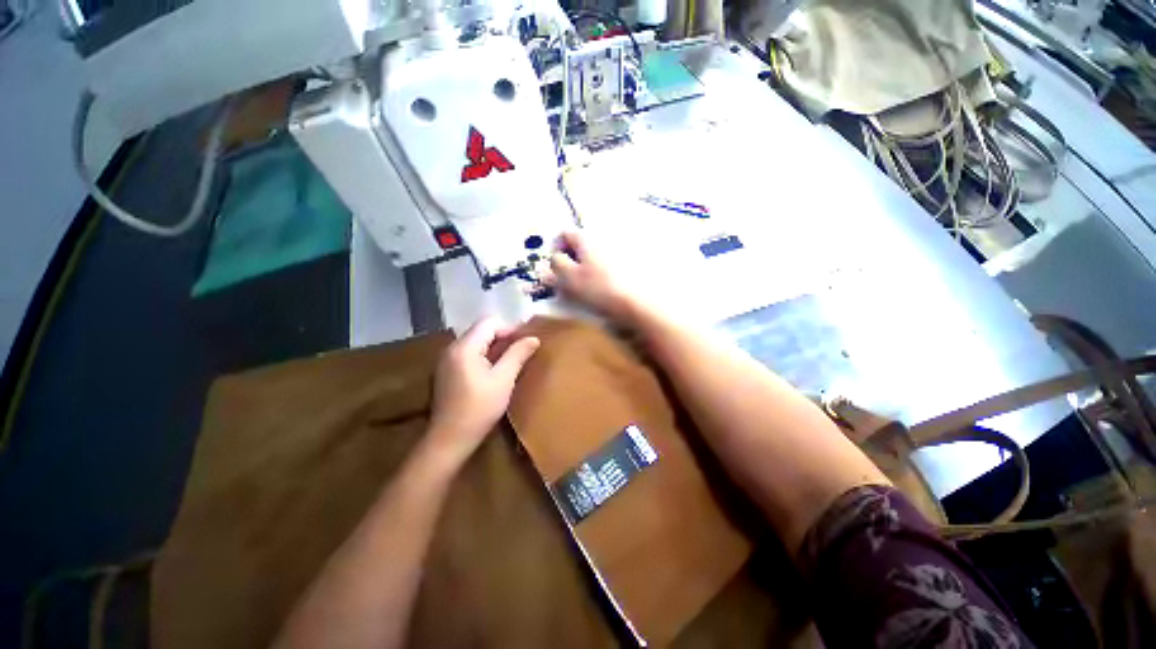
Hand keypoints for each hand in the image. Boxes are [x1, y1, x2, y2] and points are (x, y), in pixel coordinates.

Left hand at [427, 317, 539, 466]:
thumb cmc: (479, 409)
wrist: (449, 439)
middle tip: (521, 351)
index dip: (510, 328)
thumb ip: (517, 355)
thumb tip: (534, 338)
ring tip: (511, 361)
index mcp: (464, 347)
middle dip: (503, 337)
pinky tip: (494, 371)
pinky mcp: (447, 371)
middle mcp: (452, 348)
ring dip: (495, 347)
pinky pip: (469, 353)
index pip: (489, 322)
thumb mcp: (503, 380)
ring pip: (476, 342)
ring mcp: (447, 360)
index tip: (525, 342)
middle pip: (481, 330)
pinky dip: (484, 356)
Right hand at [541, 231, 635, 320]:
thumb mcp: (569, 278)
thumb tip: (552, 260)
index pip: (564, 233)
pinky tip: (602, 288)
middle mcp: (602, 237)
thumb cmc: (599, 288)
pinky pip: (608, 264)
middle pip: (579, 244)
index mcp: (586, 238)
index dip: (555, 249)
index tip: (554, 268)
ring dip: (585, 267)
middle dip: (570, 260)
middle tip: (567, 280)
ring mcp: (618, 249)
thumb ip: (556, 266)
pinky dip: (601, 272)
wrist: (637, 301)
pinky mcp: (629, 263)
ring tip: (584, 287)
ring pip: (594, 255)